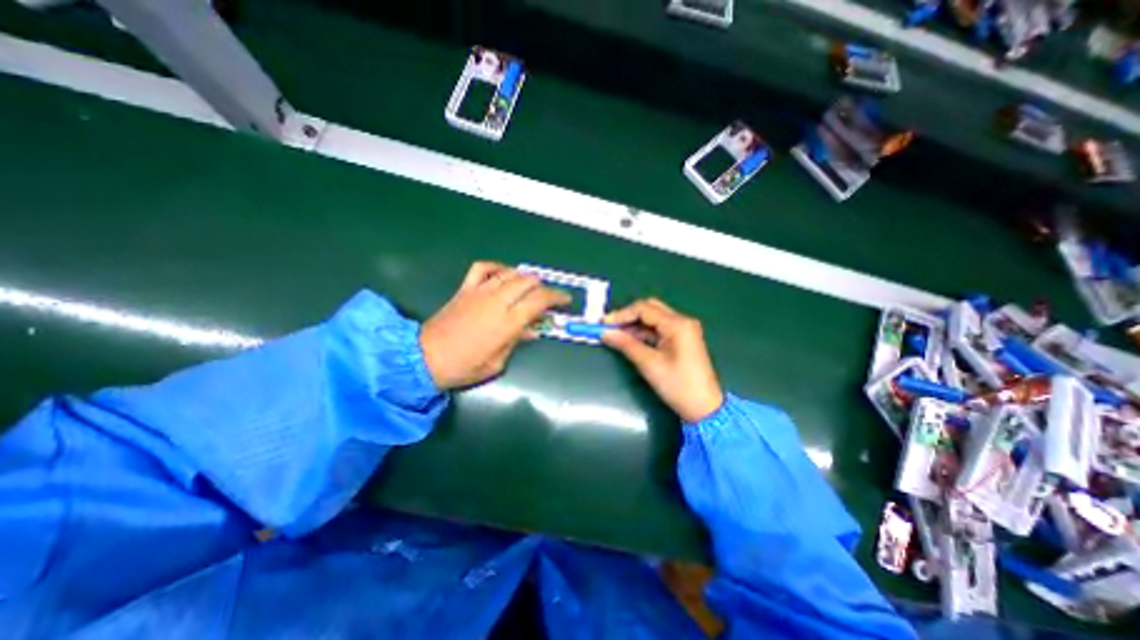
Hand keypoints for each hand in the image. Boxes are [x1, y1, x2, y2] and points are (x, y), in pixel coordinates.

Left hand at [420, 260, 569, 389]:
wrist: (424, 358)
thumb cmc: (464, 367)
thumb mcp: (497, 363)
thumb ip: (516, 341)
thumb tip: (530, 330)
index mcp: (507, 322)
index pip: (539, 300)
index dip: (557, 297)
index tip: (565, 301)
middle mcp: (496, 301)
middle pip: (528, 282)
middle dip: (544, 287)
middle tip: (547, 298)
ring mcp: (480, 292)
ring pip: (510, 273)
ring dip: (525, 278)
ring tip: (529, 288)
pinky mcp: (465, 289)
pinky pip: (483, 268)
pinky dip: (497, 268)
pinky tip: (503, 275)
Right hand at [600, 297, 723, 422]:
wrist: (704, 408)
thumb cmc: (678, 385)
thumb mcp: (649, 364)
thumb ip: (626, 344)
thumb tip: (605, 333)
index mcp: (677, 324)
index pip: (644, 309)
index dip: (621, 314)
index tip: (603, 324)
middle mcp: (682, 321)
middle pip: (649, 309)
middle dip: (628, 316)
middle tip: (609, 328)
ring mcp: (683, 330)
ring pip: (653, 318)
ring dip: (634, 325)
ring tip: (615, 335)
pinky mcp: (681, 339)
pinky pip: (658, 329)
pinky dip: (643, 332)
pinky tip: (630, 340)